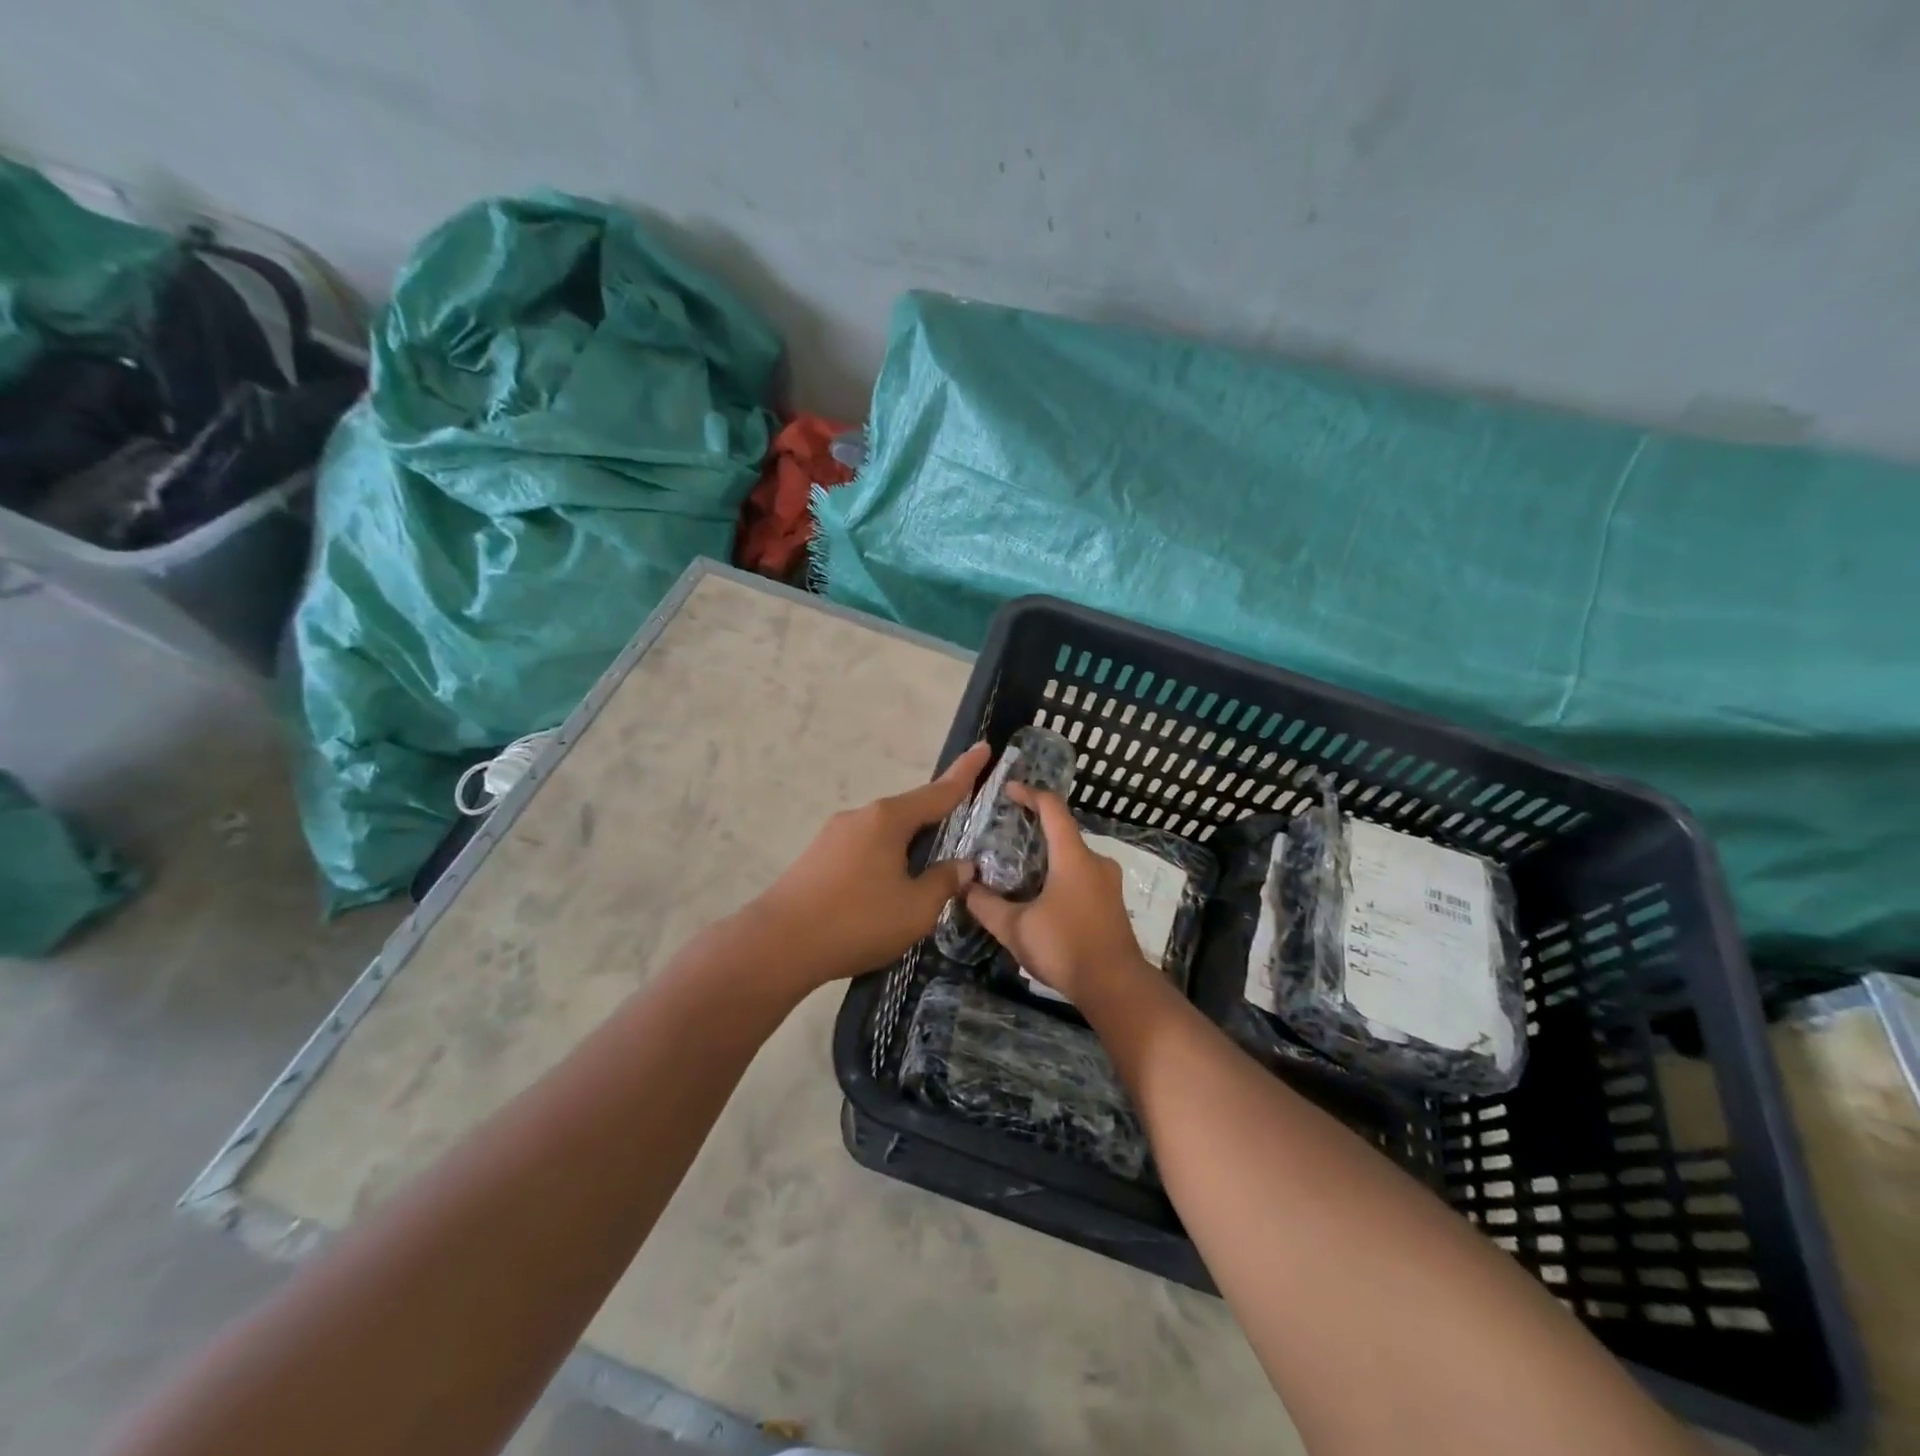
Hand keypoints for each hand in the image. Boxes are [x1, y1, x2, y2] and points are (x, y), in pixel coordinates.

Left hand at [745, 742, 989, 987]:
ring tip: (923, 878)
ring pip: (885, 834)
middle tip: (960, 833)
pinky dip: (884, 860)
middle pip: (910, 812)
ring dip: (907, 847)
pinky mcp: (816, 858)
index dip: (966, 773)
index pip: (938, 792)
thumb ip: (944, 883)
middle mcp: (861, 817)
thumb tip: (962, 866)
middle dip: (936, 820)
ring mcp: (833, 835)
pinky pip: (864, 850)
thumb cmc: (856, 920)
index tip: (984, 747)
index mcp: (888, 819)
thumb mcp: (915, 909)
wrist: (777, 945)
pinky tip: (885, 891)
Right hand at [964, 785, 1156, 1005]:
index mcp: (1073, 856)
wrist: (1116, 987)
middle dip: (1035, 828)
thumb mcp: (1015, 928)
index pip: (1052, 808)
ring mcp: (1108, 882)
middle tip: (1005, 833)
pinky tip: (1040, 894)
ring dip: (1047, 855)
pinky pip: (1082, 875)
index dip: (1029, 794)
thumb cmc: (1065, 947)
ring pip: (1073, 856)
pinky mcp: (1111, 902)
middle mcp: (1095, 861)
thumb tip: (963, 886)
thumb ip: (986, 905)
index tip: (1008, 790)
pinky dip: (1059, 874)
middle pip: (1064, 831)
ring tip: (1018, 866)